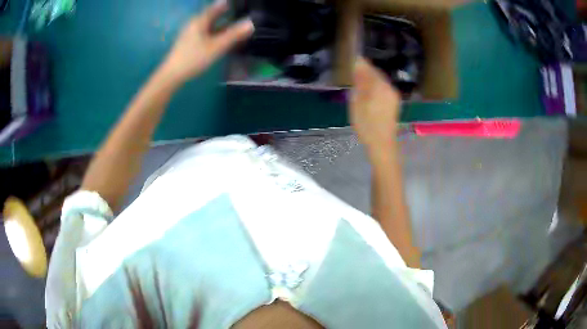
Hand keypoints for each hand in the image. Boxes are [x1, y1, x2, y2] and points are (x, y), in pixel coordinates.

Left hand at [161, 0, 253, 82]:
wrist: (172, 75)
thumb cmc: (194, 58)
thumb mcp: (216, 46)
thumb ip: (234, 34)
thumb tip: (251, 23)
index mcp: (200, 20)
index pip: (218, 6)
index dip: (228, 5)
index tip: (240, 4)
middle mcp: (195, 23)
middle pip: (213, 15)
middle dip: (227, 14)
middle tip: (241, 14)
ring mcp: (190, 32)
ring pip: (210, 24)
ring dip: (222, 24)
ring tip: (235, 26)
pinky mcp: (189, 42)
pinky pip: (206, 32)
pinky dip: (215, 32)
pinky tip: (221, 38)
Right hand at [350, 58, 401, 153]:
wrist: (382, 144)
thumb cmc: (367, 124)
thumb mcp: (358, 102)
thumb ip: (359, 82)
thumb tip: (358, 65)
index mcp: (380, 86)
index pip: (369, 68)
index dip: (359, 64)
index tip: (351, 61)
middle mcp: (389, 87)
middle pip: (376, 74)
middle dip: (365, 72)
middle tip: (353, 73)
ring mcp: (393, 95)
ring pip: (380, 81)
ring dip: (370, 80)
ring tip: (359, 83)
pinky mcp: (394, 102)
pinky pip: (384, 88)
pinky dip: (375, 87)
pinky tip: (368, 93)